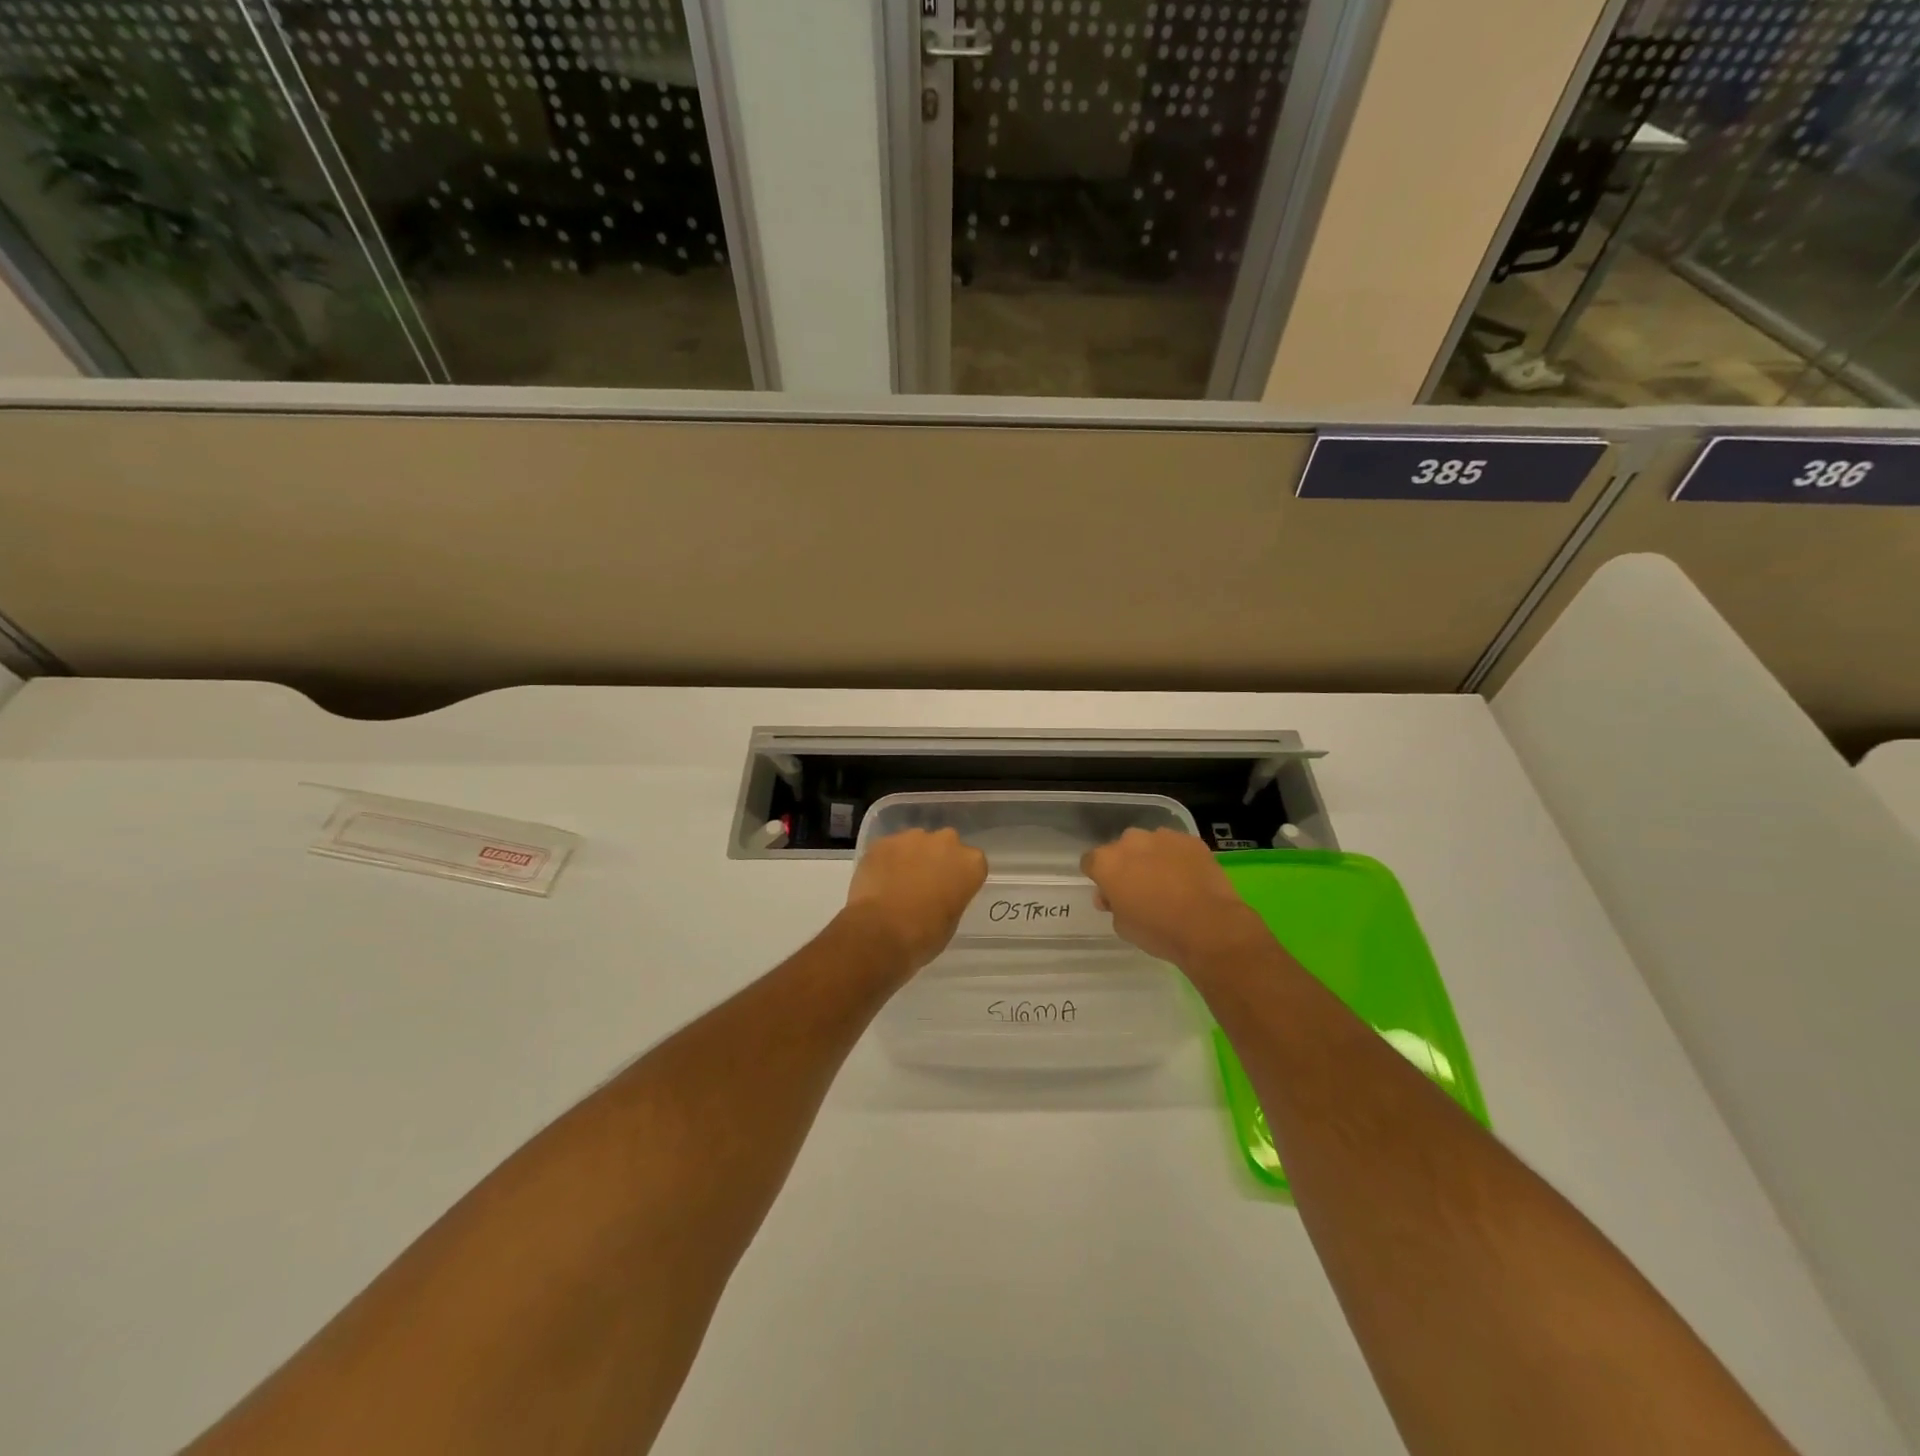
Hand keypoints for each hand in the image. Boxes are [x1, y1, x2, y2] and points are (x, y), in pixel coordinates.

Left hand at [844, 827, 987, 972]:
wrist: (881, 931)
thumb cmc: (924, 934)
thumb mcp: (952, 921)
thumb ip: (951, 897)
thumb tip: (940, 895)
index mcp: (971, 863)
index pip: (973, 863)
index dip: (960, 877)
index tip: (950, 890)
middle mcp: (946, 842)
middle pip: (946, 845)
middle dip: (937, 859)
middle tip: (924, 883)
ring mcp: (913, 837)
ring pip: (916, 842)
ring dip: (911, 857)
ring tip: (897, 883)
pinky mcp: (884, 841)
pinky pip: (890, 848)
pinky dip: (887, 860)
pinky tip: (879, 880)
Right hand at [1081, 828, 1271, 970]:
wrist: (1208, 926)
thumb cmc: (1157, 930)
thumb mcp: (1122, 926)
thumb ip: (1112, 904)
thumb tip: (1112, 896)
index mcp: (1107, 862)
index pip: (1090, 862)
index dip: (1098, 877)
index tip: (1109, 893)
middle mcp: (1130, 841)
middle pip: (1121, 849)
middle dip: (1126, 865)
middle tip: (1139, 889)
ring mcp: (1162, 837)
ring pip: (1150, 845)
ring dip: (1152, 859)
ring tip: (1168, 883)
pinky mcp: (1190, 840)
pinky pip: (1176, 847)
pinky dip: (1178, 859)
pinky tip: (1188, 879)